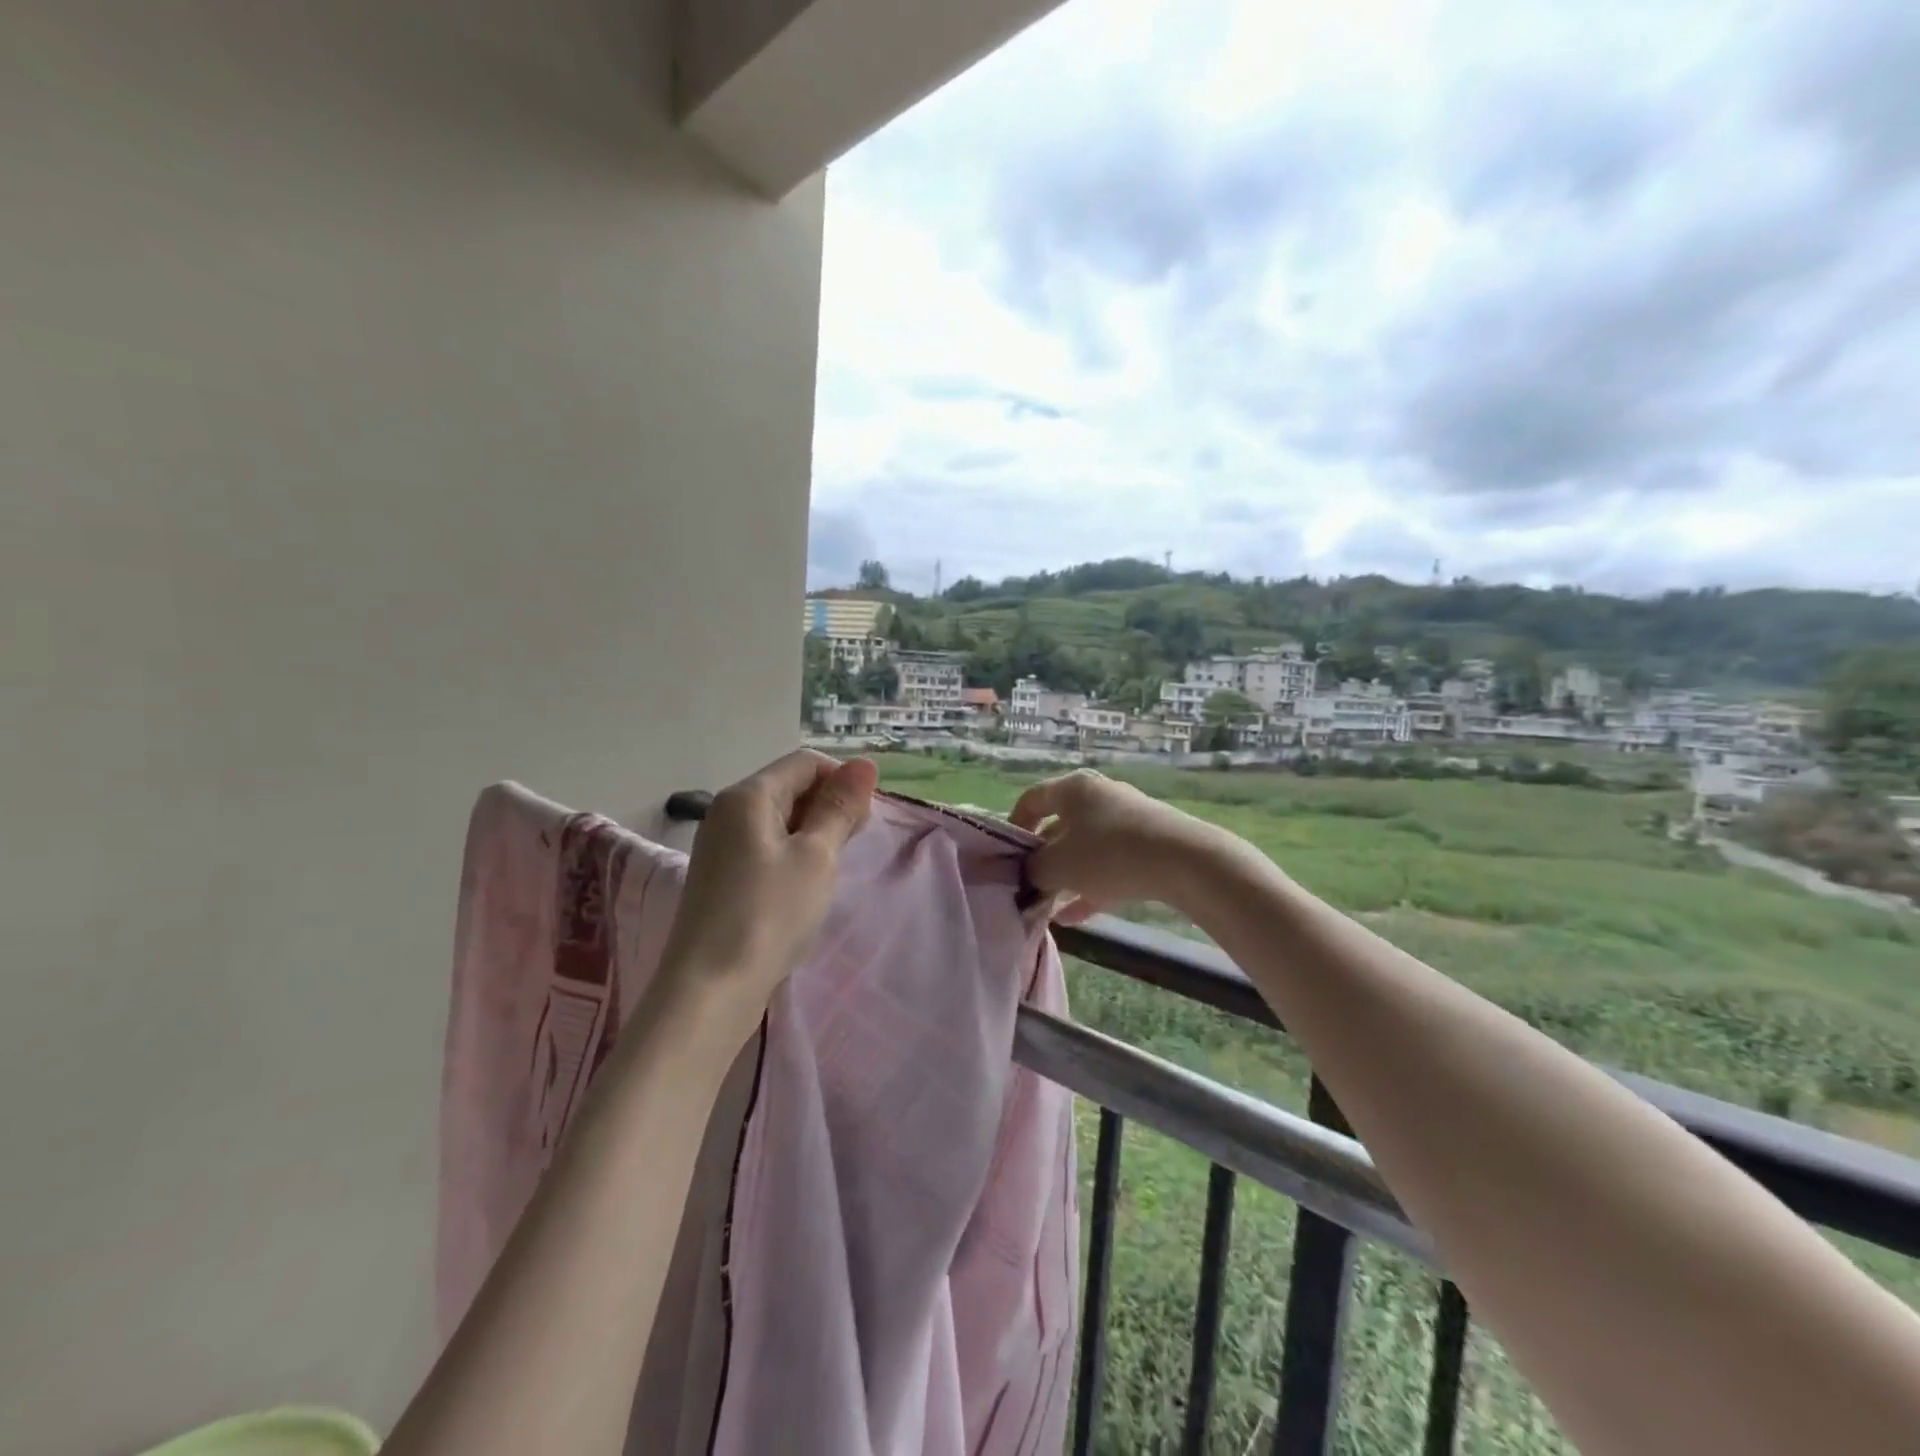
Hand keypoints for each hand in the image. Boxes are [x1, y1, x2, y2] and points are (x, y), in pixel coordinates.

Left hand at [655, 750, 878, 1038]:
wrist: (710, 990)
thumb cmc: (770, 914)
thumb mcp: (817, 857)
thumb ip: (840, 808)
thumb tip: (865, 764)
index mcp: (748, 795)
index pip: (805, 763)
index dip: (843, 780)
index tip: (867, 819)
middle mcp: (727, 811)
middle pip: (790, 787)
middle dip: (829, 807)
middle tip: (854, 845)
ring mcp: (720, 845)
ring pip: (780, 819)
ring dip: (814, 834)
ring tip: (832, 869)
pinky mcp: (721, 876)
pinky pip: (766, 847)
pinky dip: (793, 855)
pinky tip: (805, 887)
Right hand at [1010, 769, 1225, 923]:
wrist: (1184, 861)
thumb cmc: (1108, 854)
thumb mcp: (1058, 866)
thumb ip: (1033, 870)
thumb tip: (1027, 874)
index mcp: (1073, 789)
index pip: (1032, 798)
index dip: (1014, 825)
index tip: (1006, 855)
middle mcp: (1099, 796)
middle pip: (1060, 824)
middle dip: (1043, 857)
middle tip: (1029, 885)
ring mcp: (1127, 819)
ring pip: (1086, 847)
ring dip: (1067, 875)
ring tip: (1049, 906)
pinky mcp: (1149, 843)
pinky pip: (1111, 864)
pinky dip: (1092, 885)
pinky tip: (1076, 916)